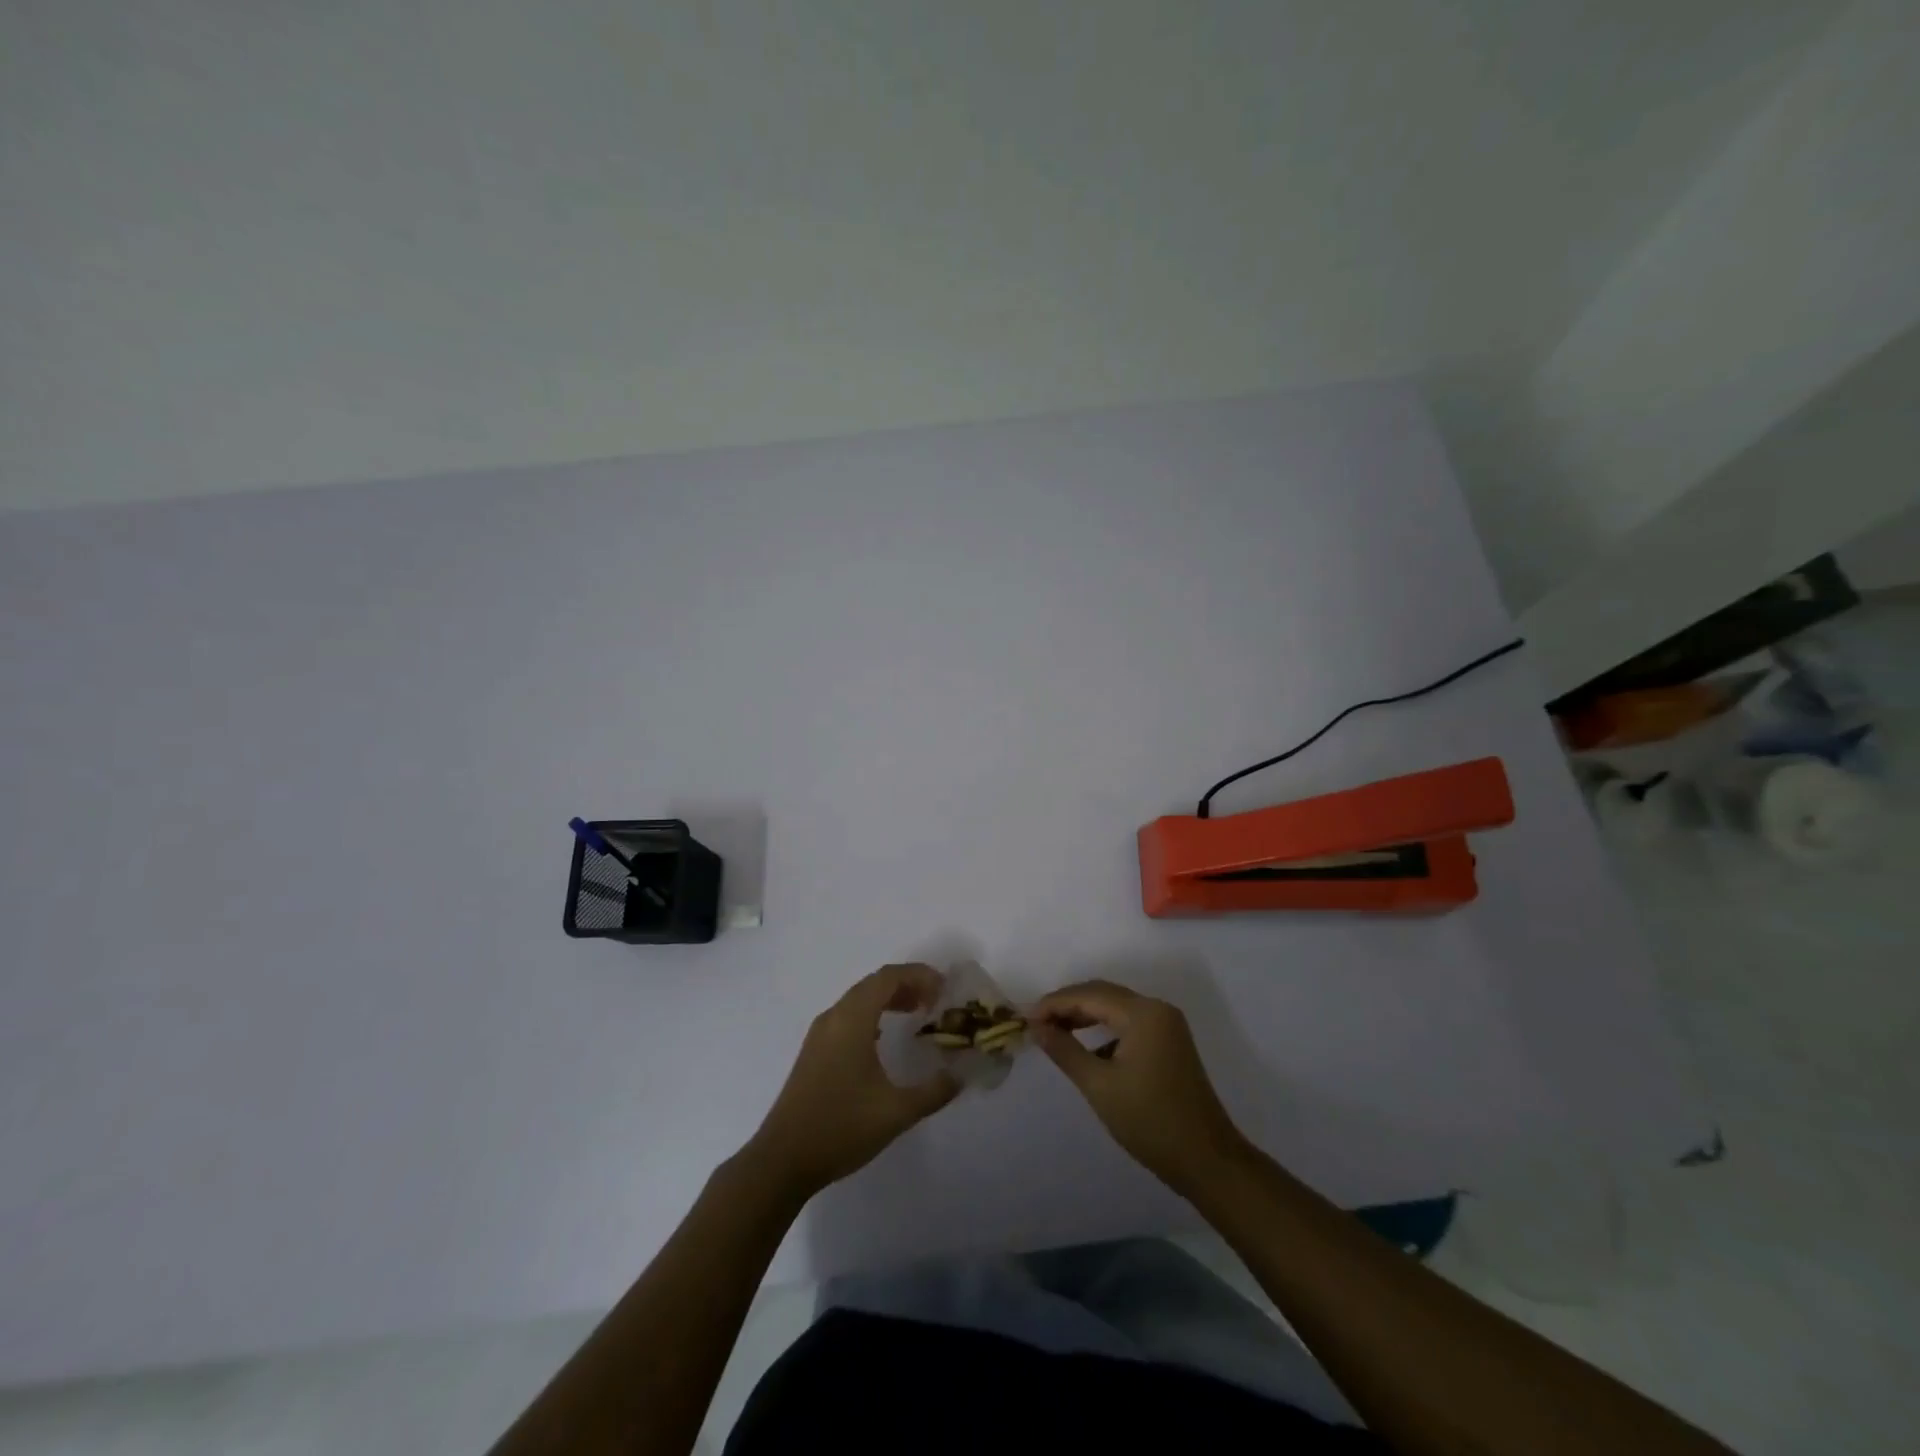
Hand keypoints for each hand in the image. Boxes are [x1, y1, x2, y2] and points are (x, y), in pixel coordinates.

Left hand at [743, 964, 961, 1199]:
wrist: (782, 1160)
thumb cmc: (840, 1128)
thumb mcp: (896, 1112)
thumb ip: (933, 1091)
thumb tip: (959, 1074)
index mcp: (852, 1020)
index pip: (888, 977)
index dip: (919, 975)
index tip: (944, 989)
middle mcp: (834, 1017)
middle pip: (874, 983)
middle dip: (907, 984)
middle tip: (935, 1001)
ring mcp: (820, 1034)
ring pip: (859, 999)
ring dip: (889, 998)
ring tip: (916, 1013)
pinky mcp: (814, 1051)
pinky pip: (848, 1016)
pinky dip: (872, 1014)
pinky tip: (883, 1037)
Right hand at [1032, 979, 1248, 1194]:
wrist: (1207, 1160)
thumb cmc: (1150, 1122)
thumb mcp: (1099, 1086)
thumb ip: (1065, 1050)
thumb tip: (1036, 1027)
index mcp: (1143, 1013)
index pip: (1089, 995)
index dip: (1054, 1004)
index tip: (1025, 1018)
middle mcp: (1157, 1009)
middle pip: (1103, 994)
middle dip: (1068, 1005)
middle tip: (1037, 1023)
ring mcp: (1167, 1025)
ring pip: (1116, 1007)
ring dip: (1086, 1015)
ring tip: (1055, 1033)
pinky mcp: (1170, 1043)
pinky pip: (1130, 1023)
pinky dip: (1105, 1029)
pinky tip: (1088, 1050)